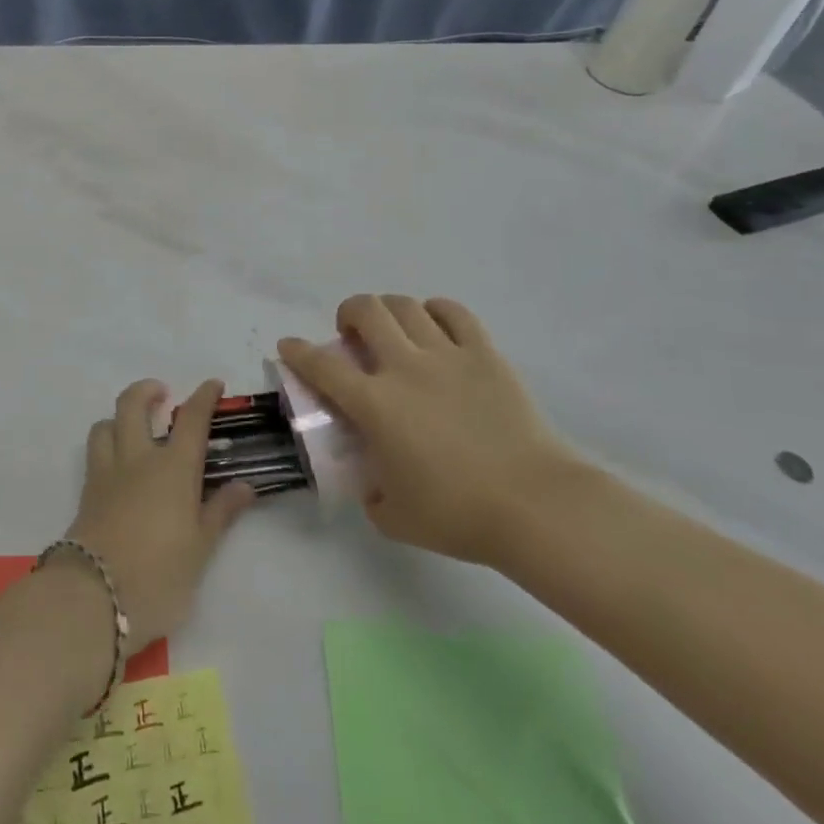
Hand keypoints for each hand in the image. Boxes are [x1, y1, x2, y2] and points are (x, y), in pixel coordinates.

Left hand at [64, 379, 256, 649]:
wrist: (94, 597)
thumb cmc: (159, 574)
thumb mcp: (200, 548)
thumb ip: (220, 512)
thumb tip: (244, 486)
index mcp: (173, 467)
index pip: (191, 419)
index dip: (204, 397)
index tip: (213, 385)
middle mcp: (137, 458)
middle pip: (133, 404)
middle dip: (147, 390)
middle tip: (162, 395)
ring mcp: (106, 473)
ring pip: (105, 424)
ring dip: (119, 417)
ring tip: (133, 429)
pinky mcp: (86, 493)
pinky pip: (94, 453)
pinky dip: (106, 445)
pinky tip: (117, 466)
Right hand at [278, 294, 581, 565]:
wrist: (534, 506)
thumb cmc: (458, 514)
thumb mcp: (395, 517)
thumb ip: (373, 495)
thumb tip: (373, 485)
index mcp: (375, 404)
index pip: (322, 366)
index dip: (298, 352)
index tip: (289, 346)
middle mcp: (405, 367)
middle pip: (366, 311)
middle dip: (348, 313)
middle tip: (352, 334)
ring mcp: (447, 355)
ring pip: (406, 306)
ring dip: (389, 310)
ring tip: (393, 329)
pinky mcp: (485, 354)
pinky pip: (454, 313)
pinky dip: (436, 311)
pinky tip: (434, 325)